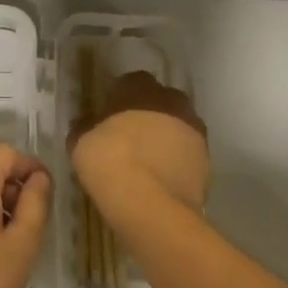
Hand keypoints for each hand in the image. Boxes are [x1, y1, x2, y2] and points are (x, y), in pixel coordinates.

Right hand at [70, 71, 209, 223]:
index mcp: (139, 88)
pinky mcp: (207, 162)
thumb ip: (85, 128)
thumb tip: (86, 125)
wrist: (150, 206)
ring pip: (179, 127)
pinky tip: (162, 180)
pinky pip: (188, 154)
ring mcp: (194, 131)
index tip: (110, 116)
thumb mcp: (80, 142)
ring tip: (149, 162)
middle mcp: (171, 101)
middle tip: (132, 136)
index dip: (121, 98)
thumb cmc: (109, 162)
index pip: (131, 81)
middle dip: (149, 114)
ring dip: (167, 137)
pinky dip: (178, 162)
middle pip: (161, 100)